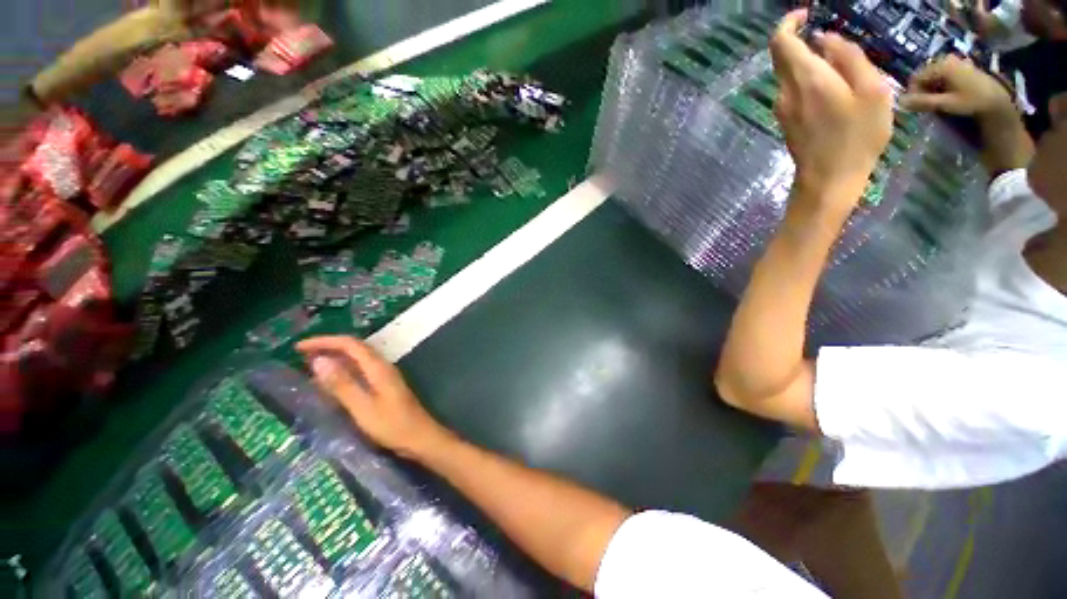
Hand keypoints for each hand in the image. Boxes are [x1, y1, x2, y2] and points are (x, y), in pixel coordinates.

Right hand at [297, 336, 449, 458]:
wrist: (419, 438)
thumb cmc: (392, 425)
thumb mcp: (362, 407)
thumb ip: (342, 384)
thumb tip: (319, 360)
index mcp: (378, 367)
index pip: (350, 344)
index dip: (325, 341)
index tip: (299, 347)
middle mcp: (383, 367)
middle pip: (354, 349)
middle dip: (328, 347)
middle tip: (300, 356)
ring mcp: (385, 376)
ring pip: (357, 360)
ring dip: (335, 359)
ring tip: (309, 367)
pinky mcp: (384, 387)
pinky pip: (361, 372)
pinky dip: (343, 372)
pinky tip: (331, 383)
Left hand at [771, 10, 893, 210]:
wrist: (828, 179)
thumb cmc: (858, 136)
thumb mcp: (871, 90)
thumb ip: (848, 58)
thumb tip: (826, 39)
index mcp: (806, 79)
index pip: (781, 43)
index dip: (789, 24)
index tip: (808, 15)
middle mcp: (786, 92)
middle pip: (782, 57)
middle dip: (800, 40)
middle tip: (831, 39)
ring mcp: (781, 109)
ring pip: (788, 74)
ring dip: (809, 62)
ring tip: (843, 69)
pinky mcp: (784, 121)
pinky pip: (792, 90)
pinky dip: (808, 79)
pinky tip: (832, 89)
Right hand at [901, 55, 1015, 123]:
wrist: (996, 100)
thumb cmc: (971, 101)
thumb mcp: (946, 104)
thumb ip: (923, 102)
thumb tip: (899, 103)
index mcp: (941, 66)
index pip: (916, 77)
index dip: (913, 92)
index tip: (916, 105)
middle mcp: (946, 59)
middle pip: (924, 75)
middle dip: (922, 90)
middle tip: (927, 104)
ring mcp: (955, 62)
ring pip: (933, 76)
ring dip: (931, 89)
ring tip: (937, 101)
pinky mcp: (960, 67)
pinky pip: (942, 75)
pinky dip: (940, 85)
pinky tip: (946, 95)